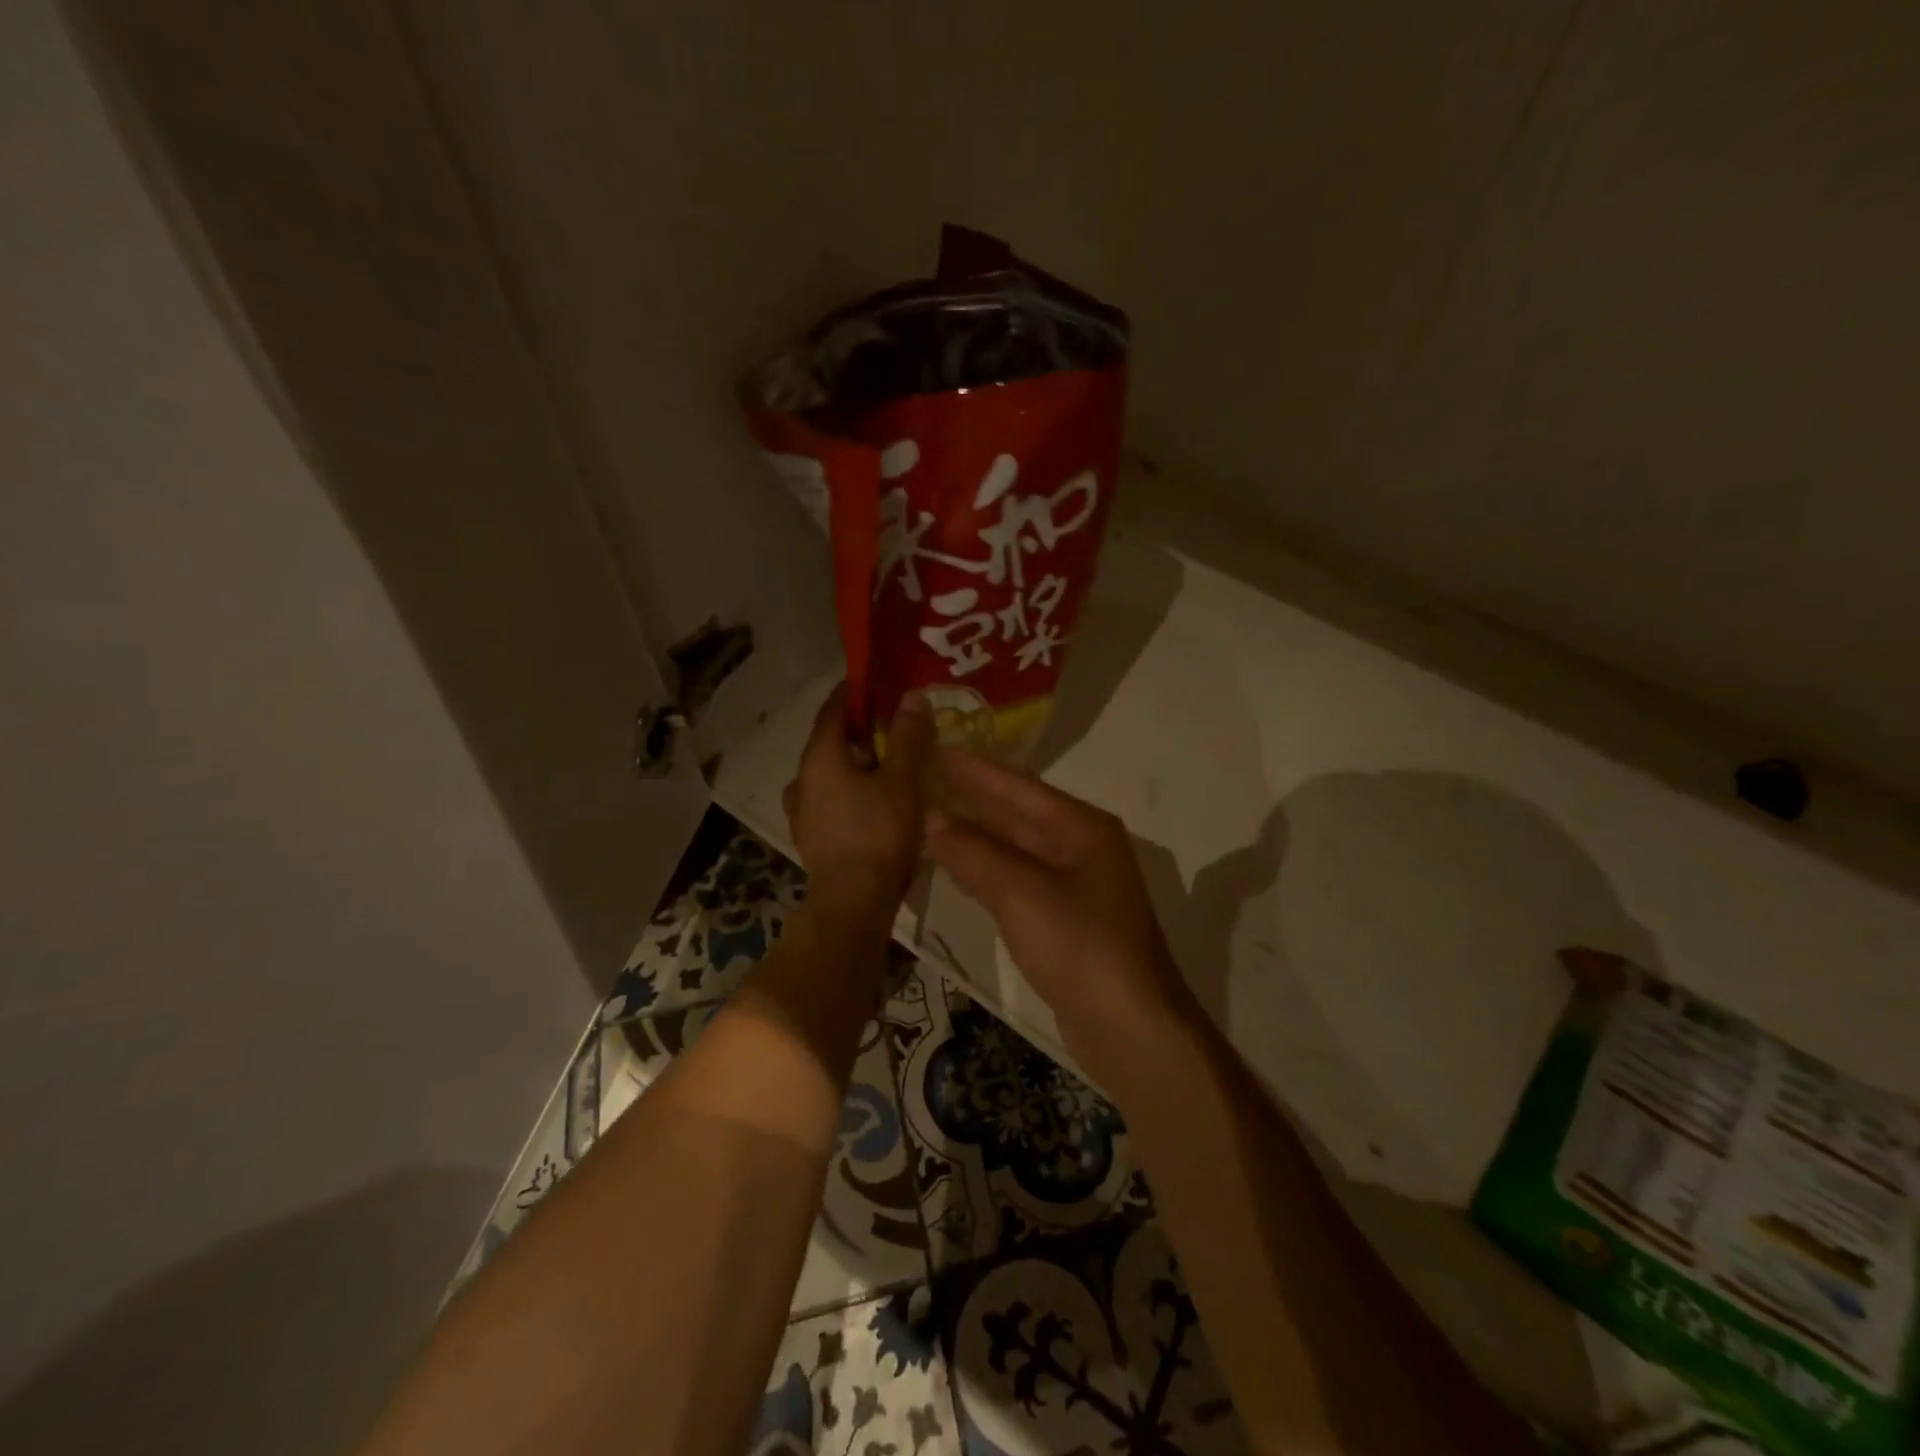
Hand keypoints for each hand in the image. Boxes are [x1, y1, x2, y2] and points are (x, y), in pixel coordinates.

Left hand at [784, 684, 933, 908]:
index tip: (875, 682)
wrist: (853, 901)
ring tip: (885, 765)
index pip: (832, 710)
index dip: (853, 693)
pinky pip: (829, 799)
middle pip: (829, 742)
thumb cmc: (879, 833)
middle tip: (891, 725)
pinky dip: (848, 790)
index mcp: (820, 757)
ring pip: (828, 773)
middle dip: (858, 730)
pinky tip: (871, 802)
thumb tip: (911, 696)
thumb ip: (907, 737)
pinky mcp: (809, 836)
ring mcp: (801, 810)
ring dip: (852, 763)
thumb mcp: (902, 780)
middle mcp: (802, 778)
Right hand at [925, 751, 1193, 1067]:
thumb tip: (932, 820)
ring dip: (977, 833)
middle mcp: (1082, 847)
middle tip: (928, 777)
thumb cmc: (1079, 945)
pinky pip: (1018, 878)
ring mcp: (1076, 884)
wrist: (1129, 1024)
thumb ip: (973, 852)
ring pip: (1017, 846)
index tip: (938, 747)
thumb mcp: (1020, 892)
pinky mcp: (1066, 918)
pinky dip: (987, 868)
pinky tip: (960, 865)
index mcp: (1082, 827)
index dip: (976, 769)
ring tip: (933, 814)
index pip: (1019, 786)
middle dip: (975, 797)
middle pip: (1019, 812)